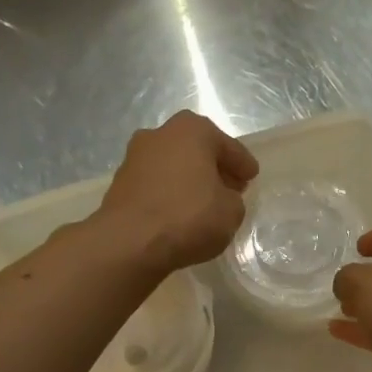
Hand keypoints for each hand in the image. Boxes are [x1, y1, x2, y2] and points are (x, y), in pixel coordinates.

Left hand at [94, 111, 257, 273]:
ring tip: (204, 203)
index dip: (243, 164)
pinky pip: (156, 184)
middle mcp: (161, 133)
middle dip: (214, 168)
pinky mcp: (120, 182)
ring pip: (174, 166)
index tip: (252, 177)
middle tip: (230, 188)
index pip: (228, 147)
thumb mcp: (231, 212)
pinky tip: (179, 213)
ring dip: (189, 180)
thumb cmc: (189, 216)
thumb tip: (221, 198)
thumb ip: (232, 199)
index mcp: (193, 130)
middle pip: (197, 150)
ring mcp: (135, 156)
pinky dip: (169, 194)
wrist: (130, 241)